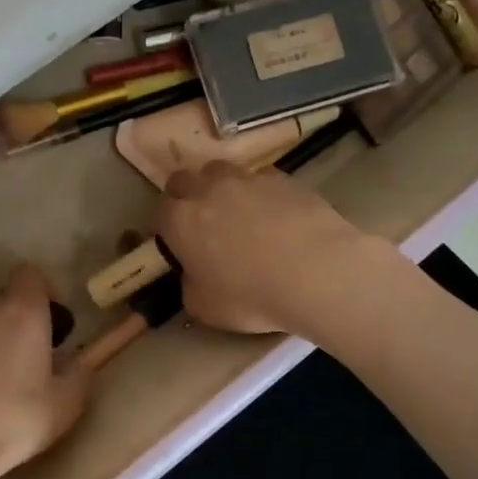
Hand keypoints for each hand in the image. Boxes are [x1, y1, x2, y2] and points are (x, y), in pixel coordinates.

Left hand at [0, 265, 90, 478]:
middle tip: (26, 358)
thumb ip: (79, 376)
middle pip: (4, 298)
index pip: (31, 275)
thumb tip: (79, 364)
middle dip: (16, 320)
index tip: (52, 326)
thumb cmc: (9, 421)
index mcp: (22, 311)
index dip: (44, 294)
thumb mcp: (63, 406)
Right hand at [156, 162, 373, 334]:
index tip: (176, 243)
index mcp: (180, 221)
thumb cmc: (251, 296)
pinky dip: (260, 192)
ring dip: (221, 187)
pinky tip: (276, 215)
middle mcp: (208, 190)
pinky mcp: (283, 178)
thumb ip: (190, 285)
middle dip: (186, 196)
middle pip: (184, 179)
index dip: (166, 226)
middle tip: (201, 222)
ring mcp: (247, 179)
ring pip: (221, 171)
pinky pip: (261, 178)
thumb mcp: (204, 307)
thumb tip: (194, 275)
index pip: (160, 211)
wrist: (317, 273)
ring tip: (238, 213)